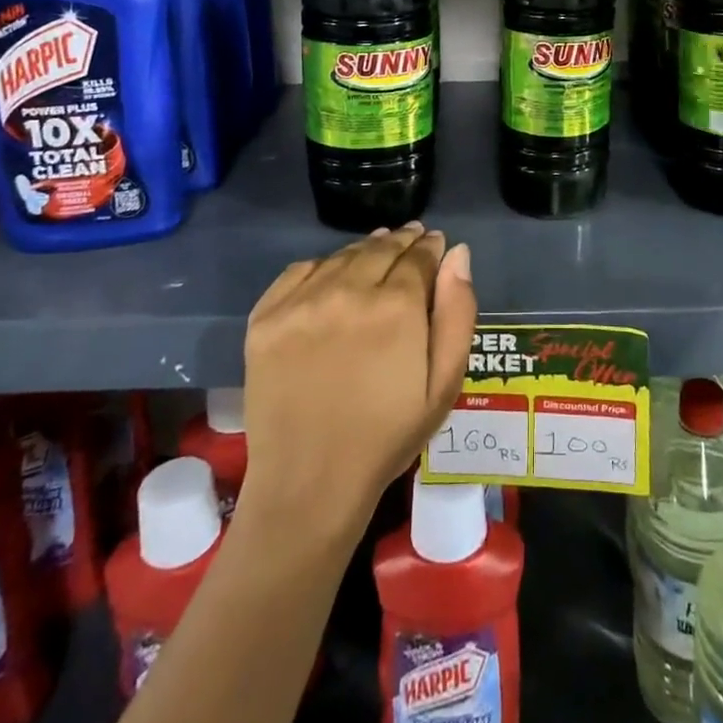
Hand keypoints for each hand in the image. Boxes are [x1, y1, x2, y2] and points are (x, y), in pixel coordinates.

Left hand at [240, 223, 475, 541]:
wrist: (309, 483)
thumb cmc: (387, 437)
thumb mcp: (443, 384)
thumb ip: (457, 312)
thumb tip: (457, 254)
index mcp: (396, 307)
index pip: (418, 255)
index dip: (431, 247)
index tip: (435, 244)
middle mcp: (347, 290)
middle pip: (381, 247)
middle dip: (401, 240)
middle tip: (411, 238)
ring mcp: (301, 302)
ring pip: (342, 255)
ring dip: (365, 250)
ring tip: (377, 252)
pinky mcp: (265, 317)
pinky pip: (300, 270)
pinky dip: (323, 266)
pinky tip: (333, 275)